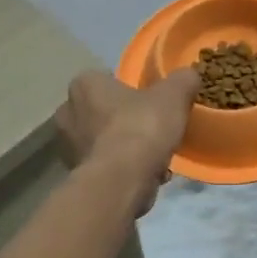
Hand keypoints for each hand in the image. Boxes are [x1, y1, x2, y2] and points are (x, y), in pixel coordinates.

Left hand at [53, 69, 201, 215]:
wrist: (121, 182)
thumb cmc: (141, 128)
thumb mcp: (173, 95)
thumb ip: (182, 80)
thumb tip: (189, 75)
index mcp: (84, 85)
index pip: (105, 78)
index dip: (129, 89)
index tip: (150, 100)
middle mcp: (67, 112)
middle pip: (101, 110)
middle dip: (123, 119)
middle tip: (152, 127)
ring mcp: (67, 147)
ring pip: (102, 140)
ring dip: (124, 147)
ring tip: (155, 156)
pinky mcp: (76, 176)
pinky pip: (104, 166)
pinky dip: (123, 169)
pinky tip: (148, 175)